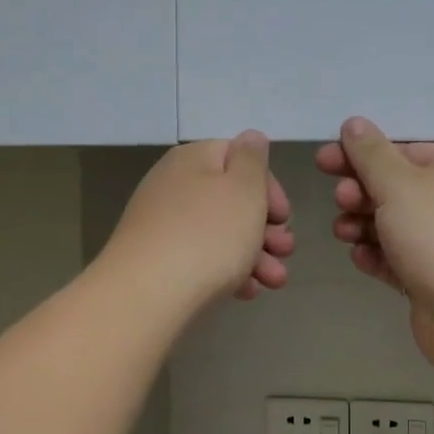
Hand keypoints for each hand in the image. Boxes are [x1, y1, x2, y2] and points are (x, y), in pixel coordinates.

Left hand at [105, 131, 293, 310]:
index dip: (269, 186)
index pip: (239, 158)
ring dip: (255, 255)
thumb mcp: (244, 189)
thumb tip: (251, 138)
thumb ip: (252, 159)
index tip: (284, 217)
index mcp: (193, 159)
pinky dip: (228, 271)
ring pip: (221, 233)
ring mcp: (163, 225)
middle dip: (266, 228)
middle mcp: (174, 186)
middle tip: (285, 251)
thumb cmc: (208, 235)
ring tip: (274, 282)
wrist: (148, 295)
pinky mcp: (158, 261)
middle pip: (232, 200)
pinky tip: (246, 293)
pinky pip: (202, 258)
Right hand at [316, 117, 433, 374]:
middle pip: (398, 190)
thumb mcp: (401, 184)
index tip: (324, 161)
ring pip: (395, 228)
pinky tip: (360, 259)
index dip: (363, 155)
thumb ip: (372, 154)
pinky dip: (378, 257)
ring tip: (344, 232)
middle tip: (341, 200)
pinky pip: (398, 262)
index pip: (406, 152)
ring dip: (364, 226)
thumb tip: (354, 124)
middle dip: (362, 193)